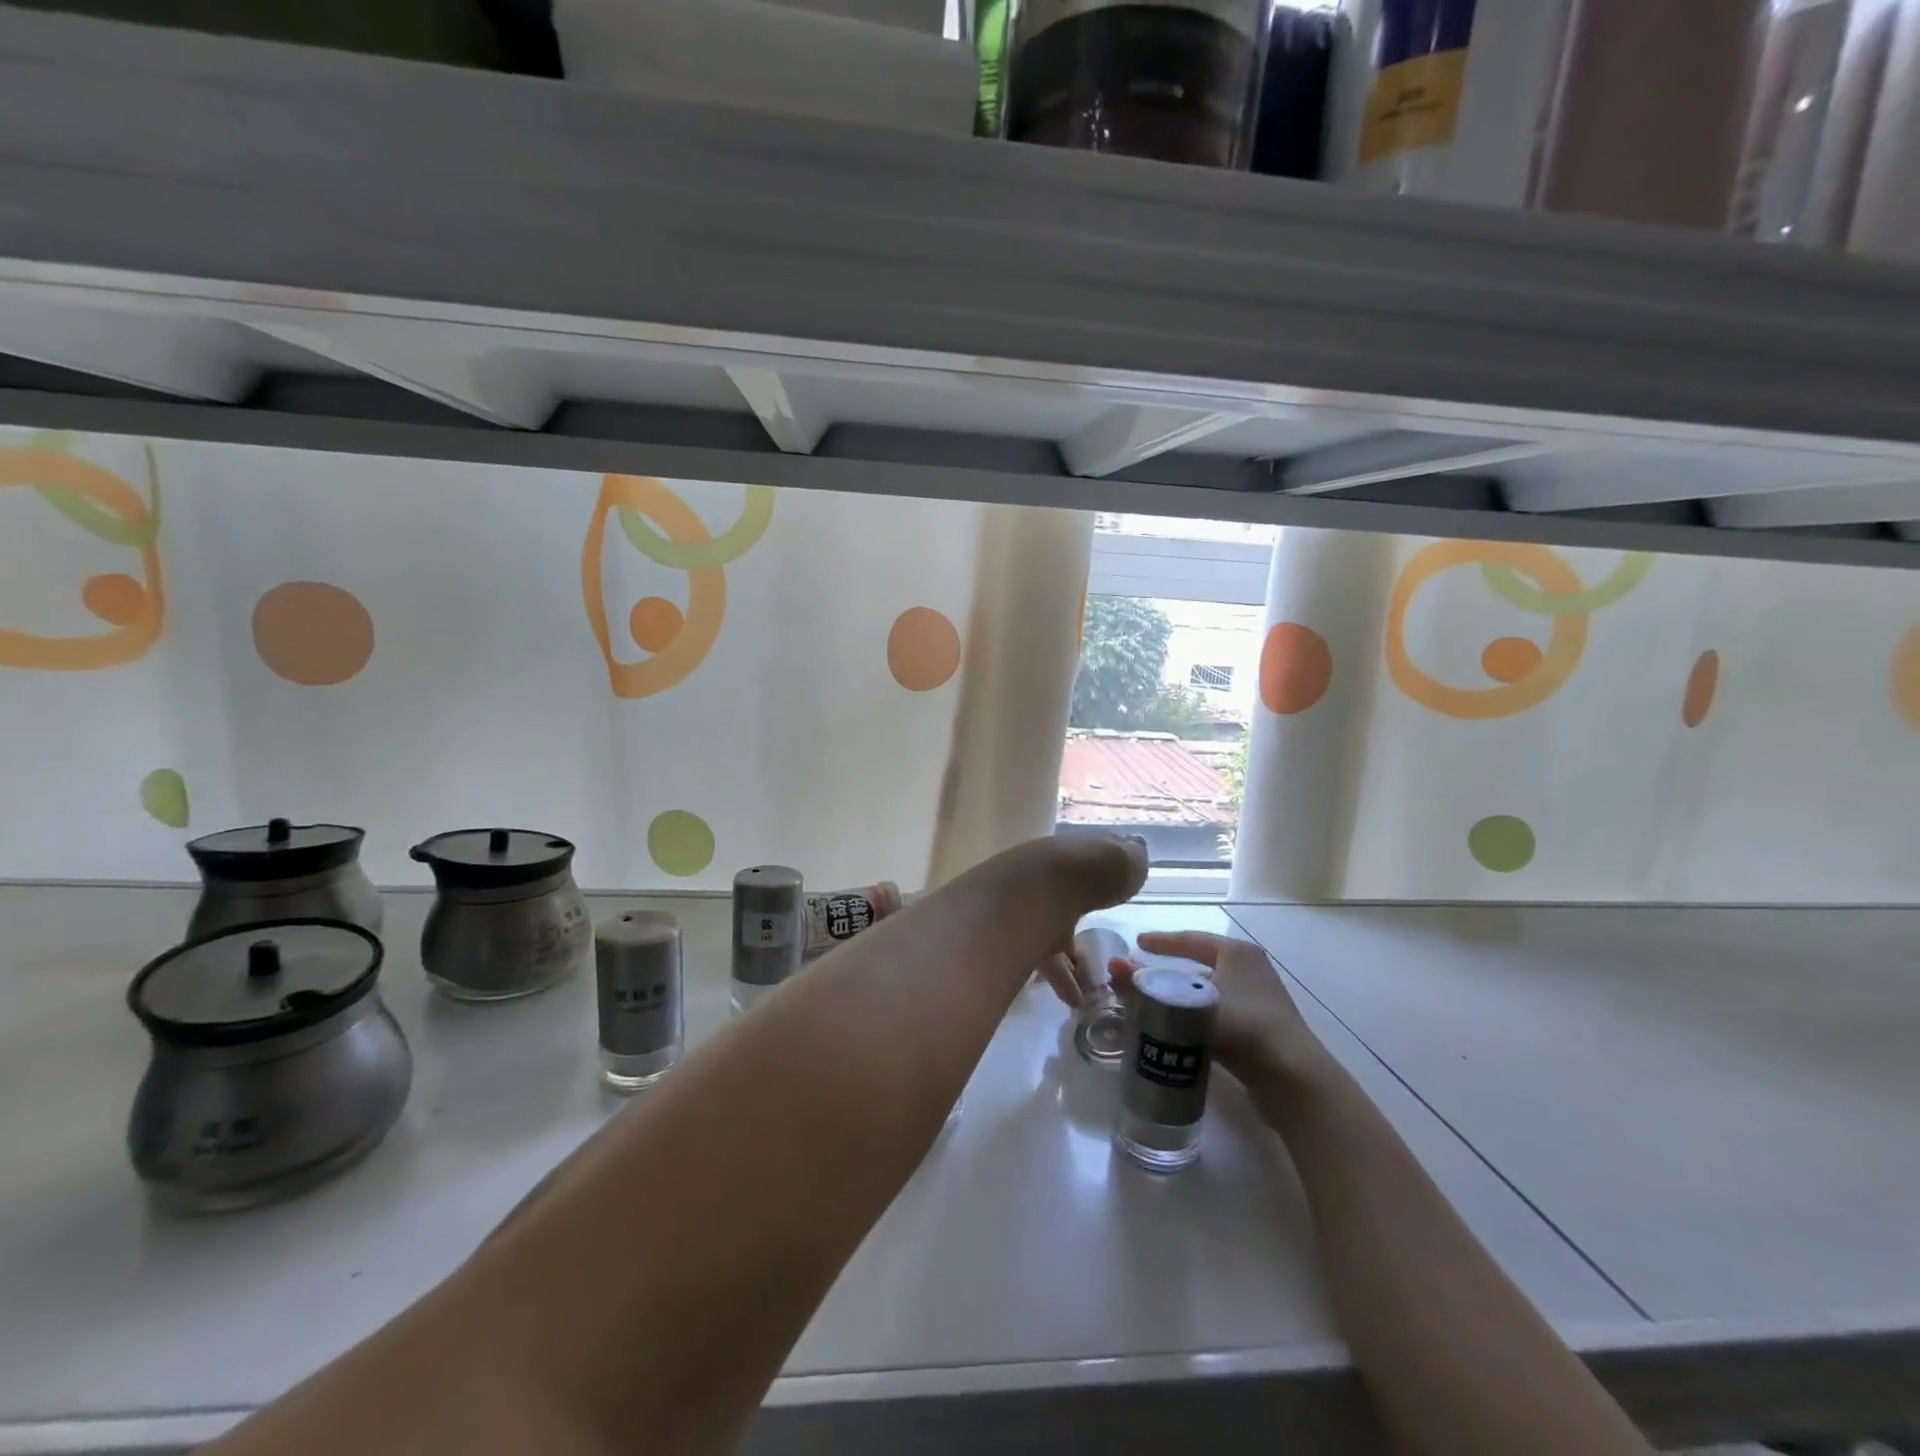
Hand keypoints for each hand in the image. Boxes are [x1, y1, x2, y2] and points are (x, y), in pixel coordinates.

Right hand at [1114, 931, 1329, 1091]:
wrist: (1292, 1078)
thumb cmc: (1241, 1028)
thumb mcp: (1188, 1004)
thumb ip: (1147, 987)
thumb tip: (1112, 966)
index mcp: (1237, 952)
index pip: (1190, 939)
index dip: (1161, 942)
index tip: (1137, 943)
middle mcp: (1251, 969)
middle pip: (1200, 964)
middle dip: (1170, 971)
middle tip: (1142, 976)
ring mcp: (1260, 999)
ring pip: (1209, 991)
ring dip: (1183, 996)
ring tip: (1154, 1004)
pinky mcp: (1262, 1028)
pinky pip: (1219, 1012)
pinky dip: (1197, 1015)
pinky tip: (1180, 1030)